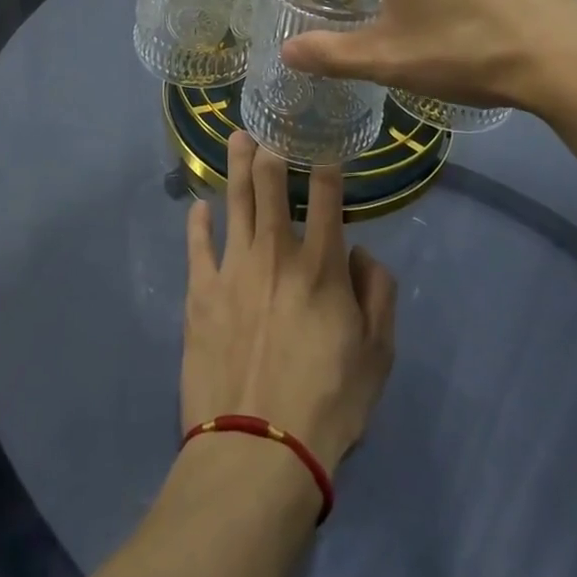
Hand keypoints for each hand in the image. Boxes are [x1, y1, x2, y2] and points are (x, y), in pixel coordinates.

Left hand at [183, 133, 395, 474]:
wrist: (258, 451)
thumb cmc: (328, 405)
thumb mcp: (378, 356)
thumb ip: (378, 295)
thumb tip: (361, 254)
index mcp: (321, 265)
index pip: (327, 195)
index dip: (327, 162)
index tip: (324, 140)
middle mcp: (276, 253)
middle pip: (271, 184)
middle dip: (273, 148)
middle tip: (269, 124)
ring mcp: (233, 269)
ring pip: (235, 202)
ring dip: (237, 166)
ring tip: (237, 137)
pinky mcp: (200, 293)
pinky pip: (197, 246)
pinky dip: (197, 223)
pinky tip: (197, 207)